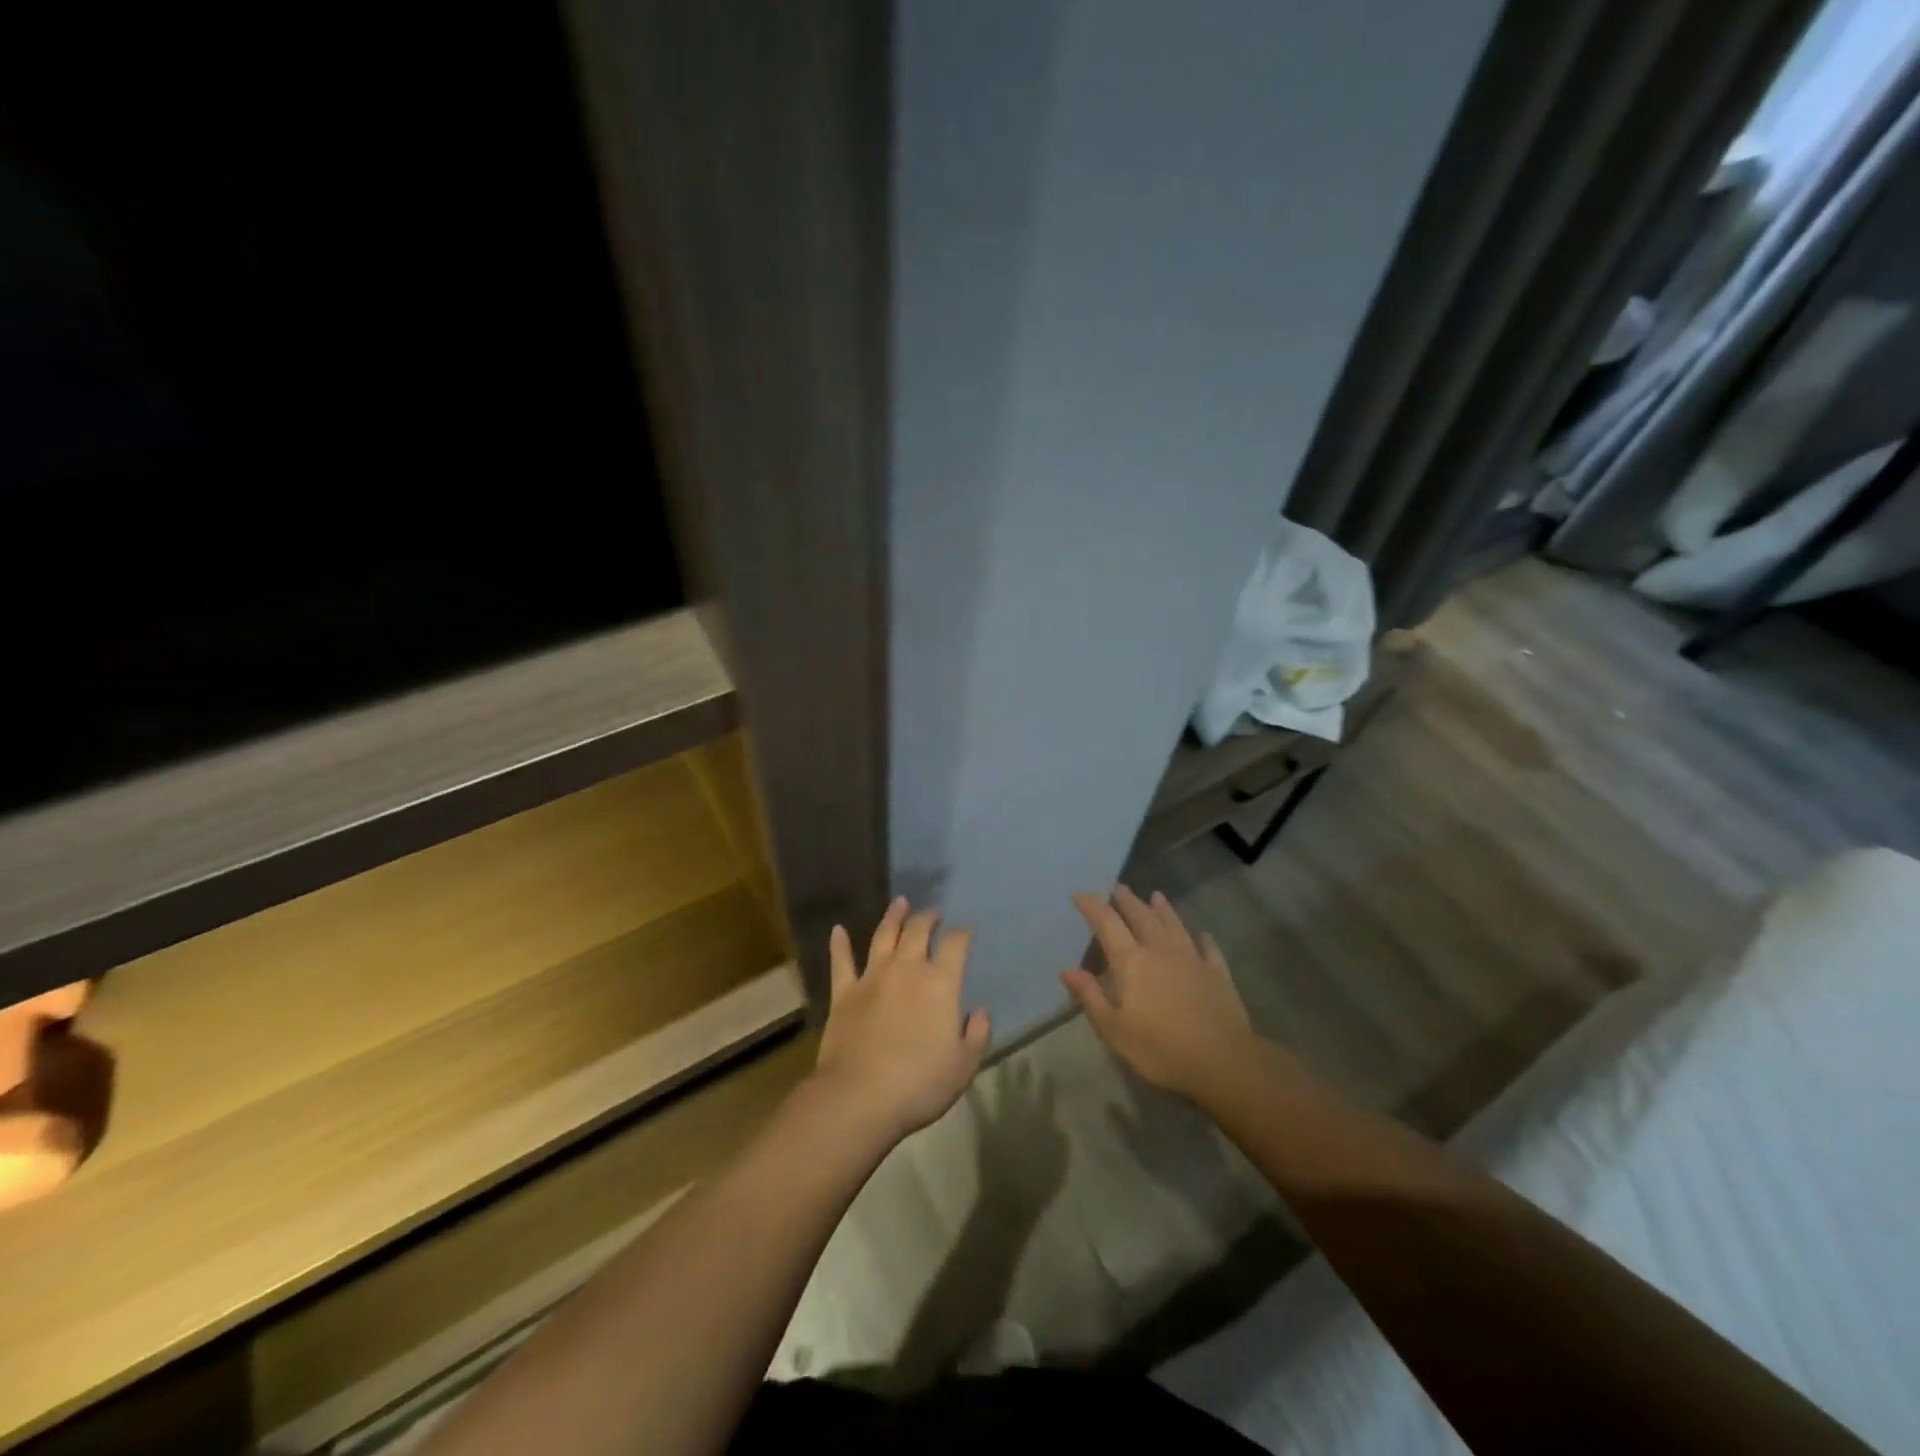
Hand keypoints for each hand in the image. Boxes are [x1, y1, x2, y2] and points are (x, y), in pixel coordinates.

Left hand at [814, 896, 990, 1141]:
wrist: (860, 1096)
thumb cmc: (920, 1083)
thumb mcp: (963, 1065)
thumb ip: (976, 1034)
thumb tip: (979, 1011)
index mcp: (941, 983)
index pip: (956, 945)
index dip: (963, 933)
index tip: (967, 930)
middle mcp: (907, 969)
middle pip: (919, 931)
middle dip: (928, 918)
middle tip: (933, 912)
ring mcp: (872, 977)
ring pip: (883, 936)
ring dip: (893, 917)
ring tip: (900, 902)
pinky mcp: (843, 993)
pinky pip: (841, 962)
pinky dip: (840, 944)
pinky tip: (838, 930)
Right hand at [1062, 886, 1257, 1101]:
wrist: (1223, 1061)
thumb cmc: (1160, 1048)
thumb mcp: (1114, 1029)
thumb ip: (1090, 996)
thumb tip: (1067, 970)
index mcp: (1131, 961)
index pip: (1107, 923)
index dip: (1092, 906)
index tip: (1080, 894)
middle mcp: (1160, 950)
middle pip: (1141, 916)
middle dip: (1127, 900)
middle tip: (1117, 887)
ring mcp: (1192, 958)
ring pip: (1174, 925)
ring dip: (1163, 909)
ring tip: (1156, 895)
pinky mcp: (1217, 973)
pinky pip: (1208, 948)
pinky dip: (1203, 939)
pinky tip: (1202, 934)